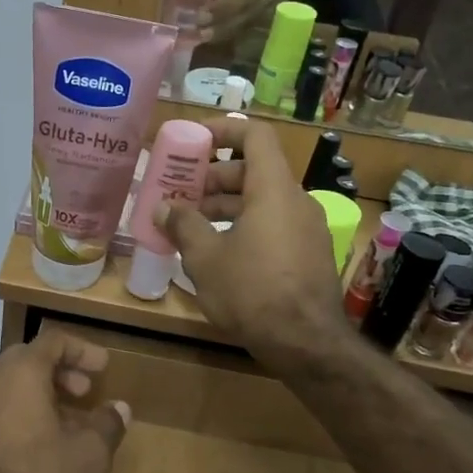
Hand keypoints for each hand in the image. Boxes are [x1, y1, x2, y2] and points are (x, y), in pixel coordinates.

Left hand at [0, 329, 131, 472]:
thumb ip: (107, 426)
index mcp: (20, 372)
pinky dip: (14, 421)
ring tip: (62, 427)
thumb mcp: (87, 456)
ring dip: (37, 400)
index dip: (82, 350)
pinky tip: (28, 452)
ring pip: (7, 390)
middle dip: (60, 374)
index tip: (103, 367)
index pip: (54, 340)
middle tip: (83, 394)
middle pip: (27, 362)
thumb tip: (119, 408)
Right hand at [154, 116, 348, 364]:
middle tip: (182, 193)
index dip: (224, 128)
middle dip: (214, 177)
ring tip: (191, 225)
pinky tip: (218, 252)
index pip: (255, 135)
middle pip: (254, 170)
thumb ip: (182, 225)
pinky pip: (273, 224)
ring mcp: (307, 228)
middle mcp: (296, 201)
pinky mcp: (308, 254)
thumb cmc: (251, 291)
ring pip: (262, 200)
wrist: (306, 344)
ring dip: (226, 206)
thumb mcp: (205, 258)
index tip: (195, 139)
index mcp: (273, 190)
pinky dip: (244, 226)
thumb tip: (163, 208)